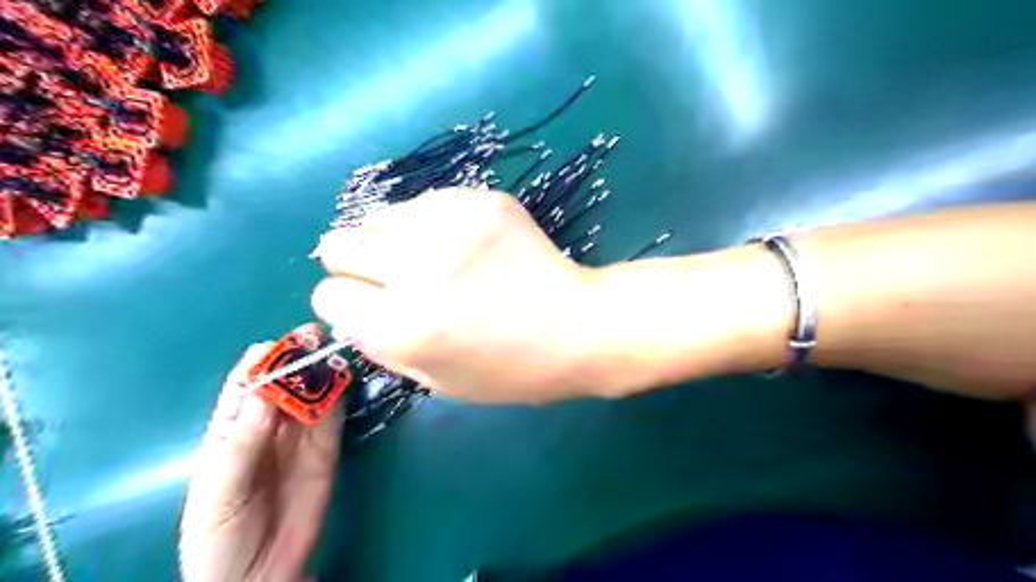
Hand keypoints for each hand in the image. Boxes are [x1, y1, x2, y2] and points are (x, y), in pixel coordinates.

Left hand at [177, 346, 340, 581]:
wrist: (259, 574)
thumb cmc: (220, 534)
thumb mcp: (218, 490)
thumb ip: (241, 443)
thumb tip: (265, 395)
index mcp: (231, 429)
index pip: (246, 383)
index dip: (262, 360)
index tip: (281, 344)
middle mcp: (269, 424)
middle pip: (285, 381)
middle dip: (299, 357)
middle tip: (317, 337)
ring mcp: (302, 435)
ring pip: (314, 392)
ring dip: (324, 371)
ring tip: (336, 351)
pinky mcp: (328, 448)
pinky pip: (335, 416)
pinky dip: (342, 395)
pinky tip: (347, 379)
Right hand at [312, 185, 593, 403]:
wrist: (575, 326)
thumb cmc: (508, 369)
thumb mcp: (434, 380)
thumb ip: (379, 343)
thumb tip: (351, 306)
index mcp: (397, 327)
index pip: (328, 296)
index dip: (348, 303)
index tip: (371, 304)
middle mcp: (412, 269)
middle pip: (337, 245)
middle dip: (357, 264)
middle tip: (393, 276)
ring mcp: (446, 225)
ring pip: (376, 217)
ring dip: (392, 240)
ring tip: (432, 257)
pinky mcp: (477, 200)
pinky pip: (423, 203)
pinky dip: (430, 223)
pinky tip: (464, 243)